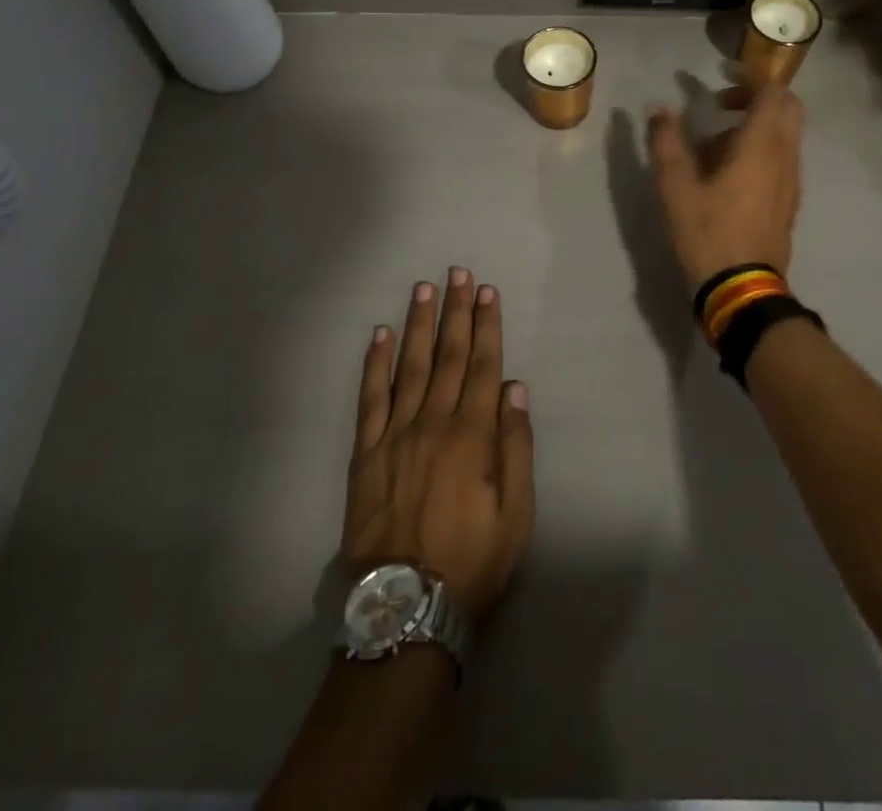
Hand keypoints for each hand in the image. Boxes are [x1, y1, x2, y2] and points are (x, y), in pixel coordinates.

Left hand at [341, 267, 534, 620]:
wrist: (405, 607)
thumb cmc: (471, 561)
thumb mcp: (516, 514)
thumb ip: (516, 447)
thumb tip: (514, 390)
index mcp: (472, 435)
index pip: (483, 366)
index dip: (486, 326)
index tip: (487, 292)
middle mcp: (433, 422)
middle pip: (448, 356)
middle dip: (455, 312)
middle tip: (457, 274)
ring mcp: (395, 434)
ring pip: (410, 366)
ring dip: (418, 325)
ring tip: (423, 289)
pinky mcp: (365, 453)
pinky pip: (370, 398)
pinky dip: (374, 364)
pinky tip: (379, 336)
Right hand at [648, 84, 804, 295]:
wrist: (742, 290)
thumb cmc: (708, 233)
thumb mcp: (675, 187)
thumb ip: (666, 142)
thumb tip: (658, 109)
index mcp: (761, 146)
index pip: (772, 92)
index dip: (750, 76)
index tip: (722, 73)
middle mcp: (785, 156)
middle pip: (787, 108)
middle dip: (757, 96)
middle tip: (721, 104)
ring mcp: (791, 181)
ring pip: (784, 135)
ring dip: (755, 125)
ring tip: (713, 144)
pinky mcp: (788, 201)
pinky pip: (781, 158)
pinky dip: (760, 149)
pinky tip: (727, 173)